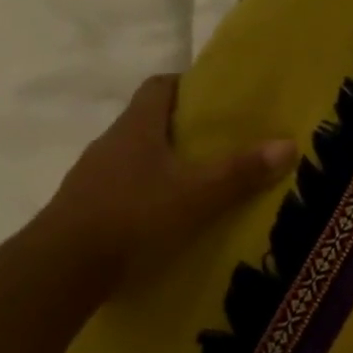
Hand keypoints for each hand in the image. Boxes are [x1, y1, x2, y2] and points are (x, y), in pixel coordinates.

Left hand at [41, 74, 295, 287]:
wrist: (64, 267)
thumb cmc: (134, 216)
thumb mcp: (197, 194)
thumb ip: (241, 171)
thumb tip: (288, 143)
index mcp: (136, 127)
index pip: (159, 87)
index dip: (187, 85)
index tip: (217, 98)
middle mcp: (111, 144)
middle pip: (150, 123)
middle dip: (185, 130)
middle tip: (222, 144)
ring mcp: (94, 177)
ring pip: (137, 159)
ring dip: (166, 165)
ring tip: (201, 184)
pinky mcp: (88, 208)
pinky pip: (125, 190)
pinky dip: (149, 195)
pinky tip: (169, 218)